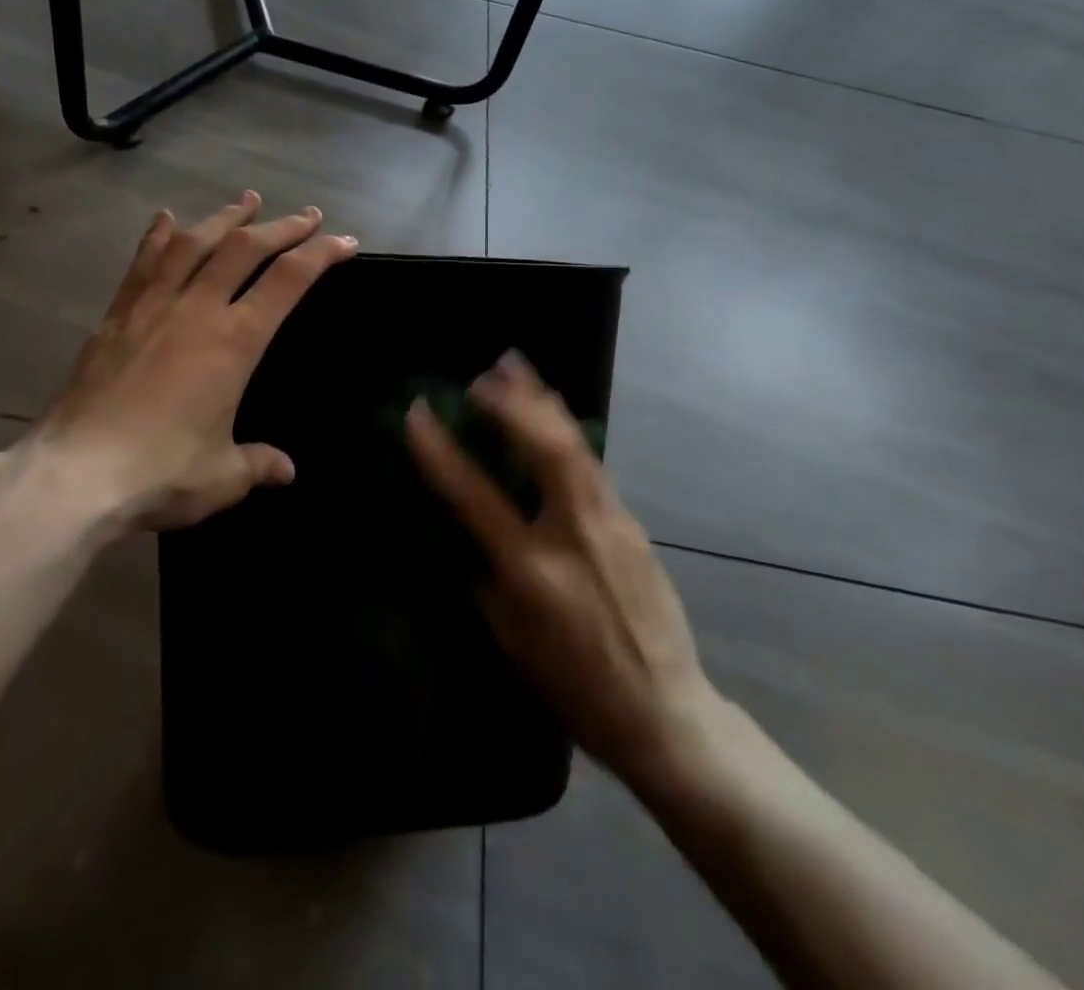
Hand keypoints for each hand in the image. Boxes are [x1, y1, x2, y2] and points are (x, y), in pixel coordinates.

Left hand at [35, 193, 356, 533]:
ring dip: (224, 218)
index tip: (344, 241)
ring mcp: (152, 307)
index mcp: (234, 342)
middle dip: (281, 227)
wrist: (75, 473)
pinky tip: (166, 218)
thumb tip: (285, 470)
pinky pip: (143, 263)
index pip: (288, 281)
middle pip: (244, 249)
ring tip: (245, 201)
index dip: (321, 254)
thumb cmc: (160, 472)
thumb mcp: (222, 476)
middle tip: (306, 215)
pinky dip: (159, 236)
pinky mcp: (115, 316)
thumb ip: (257, 464)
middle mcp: (196, 309)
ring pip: (194, 244)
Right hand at [405, 353, 718, 794]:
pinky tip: (552, 420)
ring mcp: (612, 524)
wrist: (666, 714)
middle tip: (486, 374)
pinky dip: (565, 433)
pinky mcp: (633, 524)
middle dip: (512, 402)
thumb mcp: (512, 641)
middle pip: (545, 447)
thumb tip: (470, 536)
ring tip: (518, 368)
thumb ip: (487, 580)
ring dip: (543, 402)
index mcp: (532, 570)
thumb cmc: (575, 688)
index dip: (440, 450)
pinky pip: (592, 467)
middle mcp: (575, 533)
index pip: (475, 495)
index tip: (418, 413)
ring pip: (576, 445)